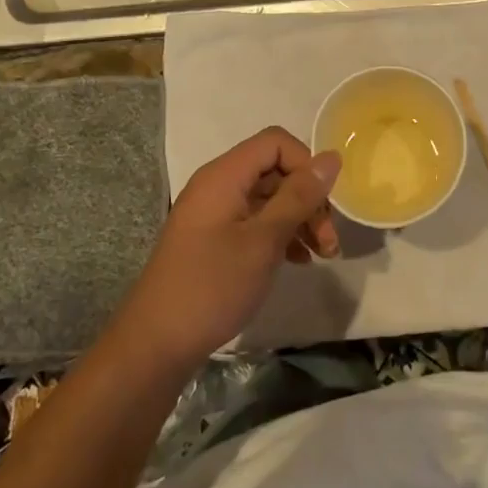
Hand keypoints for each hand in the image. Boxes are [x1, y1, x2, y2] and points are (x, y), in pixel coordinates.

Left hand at [114, 128, 340, 367]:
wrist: (156, 345)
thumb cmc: (212, 286)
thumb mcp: (264, 241)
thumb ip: (299, 196)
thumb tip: (332, 158)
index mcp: (224, 175)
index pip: (275, 142)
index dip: (306, 164)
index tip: (324, 203)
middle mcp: (217, 185)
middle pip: (274, 171)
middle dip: (308, 198)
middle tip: (329, 241)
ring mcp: (214, 213)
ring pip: (268, 198)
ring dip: (299, 219)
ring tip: (322, 255)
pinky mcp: (214, 239)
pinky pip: (255, 221)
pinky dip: (280, 234)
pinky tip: (298, 260)